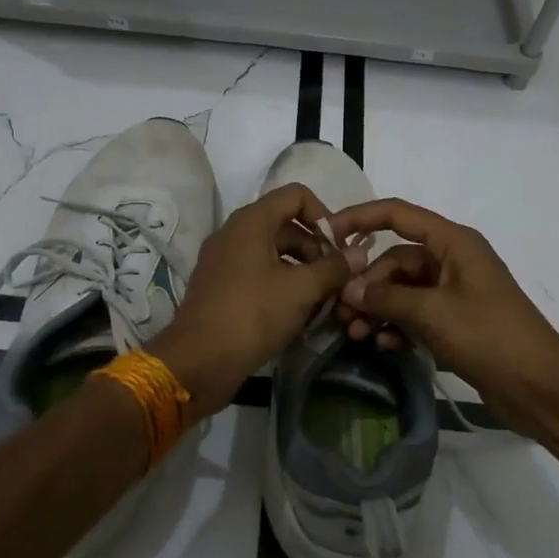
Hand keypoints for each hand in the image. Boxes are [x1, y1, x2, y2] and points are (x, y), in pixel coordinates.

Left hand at [147, 183, 359, 417]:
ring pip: (274, 252)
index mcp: (251, 221)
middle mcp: (235, 233)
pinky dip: (282, 285)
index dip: (324, 215)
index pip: (296, 195)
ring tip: (323, 300)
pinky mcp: (221, 286)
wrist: (198, 362)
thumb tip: (360, 254)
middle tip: (336, 279)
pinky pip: (259, 273)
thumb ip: (334, 268)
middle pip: (286, 225)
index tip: (339, 248)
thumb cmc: (252, 315)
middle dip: (316, 248)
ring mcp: (225, 260)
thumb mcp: (301, 290)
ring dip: (302, 270)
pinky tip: (299, 313)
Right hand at [326, 198, 558, 438]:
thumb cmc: (490, 337)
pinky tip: (382, 345)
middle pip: (396, 259)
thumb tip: (347, 290)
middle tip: (341, 312)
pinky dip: (396, 325)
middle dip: (367, 283)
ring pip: (402, 289)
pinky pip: (415, 313)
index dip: (360, 217)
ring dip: (378, 308)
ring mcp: (454, 292)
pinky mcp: (455, 321)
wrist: (542, 389)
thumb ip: (387, 299)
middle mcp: (452, 260)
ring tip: (356, 334)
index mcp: (454, 242)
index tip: (326, 233)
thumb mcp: (433, 314)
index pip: (398, 214)